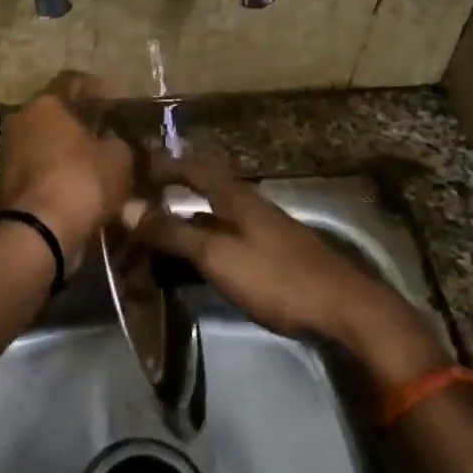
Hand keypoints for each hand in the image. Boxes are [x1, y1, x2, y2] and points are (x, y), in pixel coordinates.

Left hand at [0, 72, 134, 269]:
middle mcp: (21, 121)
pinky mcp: (8, 186)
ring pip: (49, 145)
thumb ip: (118, 142)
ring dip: (72, 153)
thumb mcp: (118, 157)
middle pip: (57, 115)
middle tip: (111, 136)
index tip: (118, 101)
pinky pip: (42, 172)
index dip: (99, 89)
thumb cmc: (81, 181)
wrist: (40, 233)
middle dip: (84, 124)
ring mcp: (10, 154)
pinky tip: (84, 190)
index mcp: (45, 104)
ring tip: (102, 167)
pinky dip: (61, 177)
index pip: (73, 82)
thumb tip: (113, 142)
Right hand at [128, 152, 450, 385]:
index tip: (135, 166)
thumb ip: (173, 232)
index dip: (164, 164)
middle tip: (138, 204)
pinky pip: (228, 239)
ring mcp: (265, 231)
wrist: (343, 308)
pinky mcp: (273, 255)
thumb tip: (128, 207)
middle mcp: (250, 206)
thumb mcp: (217, 255)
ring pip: (216, 217)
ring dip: (186, 221)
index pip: (194, 168)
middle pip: (205, 190)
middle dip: (173, 192)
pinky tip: (194, 262)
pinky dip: (204, 243)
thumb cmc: (276, 277)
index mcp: (236, 198)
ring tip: (155, 235)